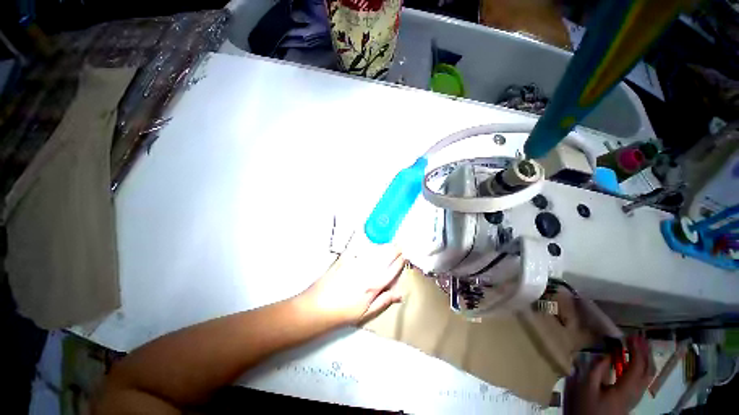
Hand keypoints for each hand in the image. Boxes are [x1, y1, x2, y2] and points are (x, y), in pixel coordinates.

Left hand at [299, 242, 405, 325]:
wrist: (316, 307)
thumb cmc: (342, 313)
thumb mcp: (365, 312)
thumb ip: (383, 301)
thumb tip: (400, 294)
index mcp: (374, 285)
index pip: (392, 270)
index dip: (399, 262)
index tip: (404, 256)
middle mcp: (367, 271)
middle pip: (385, 257)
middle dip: (394, 250)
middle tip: (399, 245)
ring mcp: (355, 262)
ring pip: (375, 250)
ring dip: (384, 246)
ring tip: (390, 243)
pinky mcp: (344, 258)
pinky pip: (358, 246)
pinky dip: (364, 241)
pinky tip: (368, 239)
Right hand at [564, 337, 653, 414]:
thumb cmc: (587, 406)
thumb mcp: (586, 387)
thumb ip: (597, 369)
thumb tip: (607, 354)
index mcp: (626, 389)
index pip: (638, 366)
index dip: (636, 350)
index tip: (630, 336)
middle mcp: (635, 392)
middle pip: (648, 371)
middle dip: (645, 353)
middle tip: (637, 338)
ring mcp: (634, 397)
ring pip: (647, 376)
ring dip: (645, 359)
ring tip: (638, 346)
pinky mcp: (630, 399)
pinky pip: (641, 380)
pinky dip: (640, 367)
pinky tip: (631, 363)